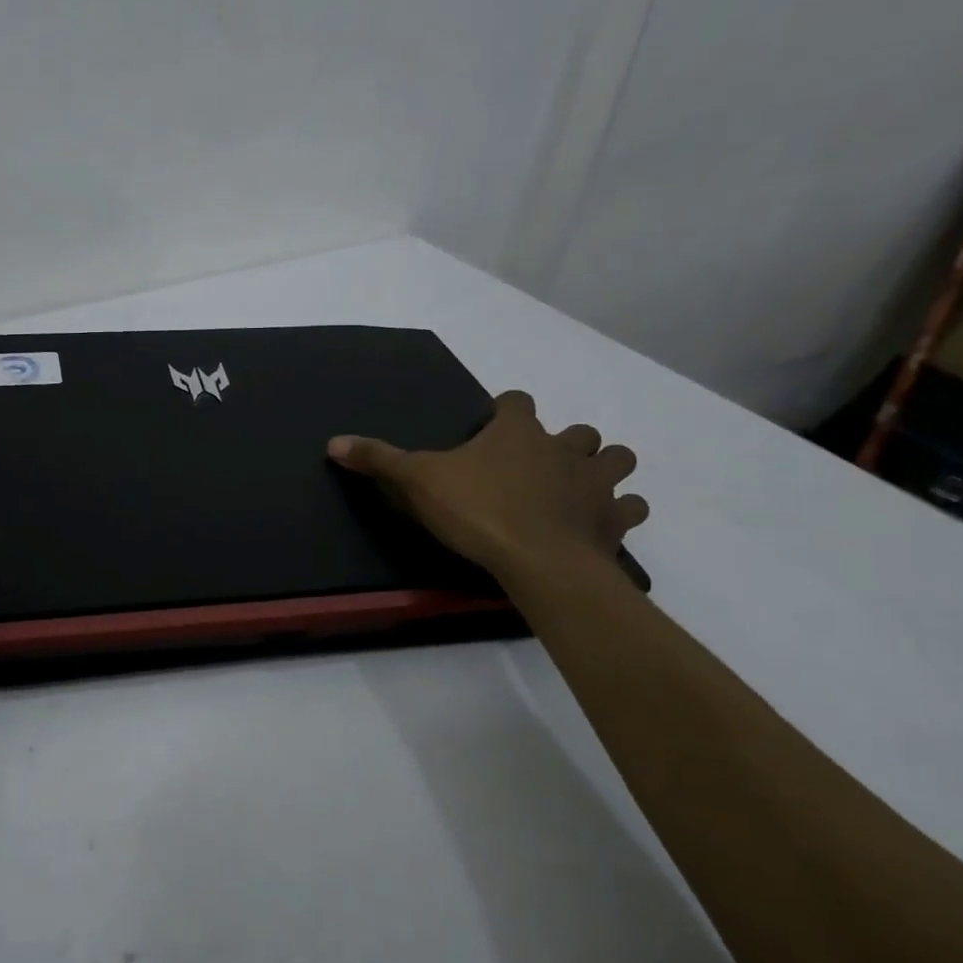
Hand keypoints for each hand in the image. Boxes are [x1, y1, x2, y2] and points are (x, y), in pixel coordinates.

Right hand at [327, 391, 645, 581]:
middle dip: (564, 442)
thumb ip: (379, 459)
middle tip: (539, 463)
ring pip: (616, 460)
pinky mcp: (614, 521)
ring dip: (604, 468)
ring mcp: (595, 483)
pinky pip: (630, 508)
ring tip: (580, 487)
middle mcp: (563, 448)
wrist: (539, 561)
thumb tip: (333, 442)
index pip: (516, 402)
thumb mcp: (417, 481)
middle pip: (577, 431)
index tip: (492, 425)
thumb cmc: (477, 510)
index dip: (505, 411)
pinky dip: (619, 512)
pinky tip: (602, 524)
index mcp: (516, 432)